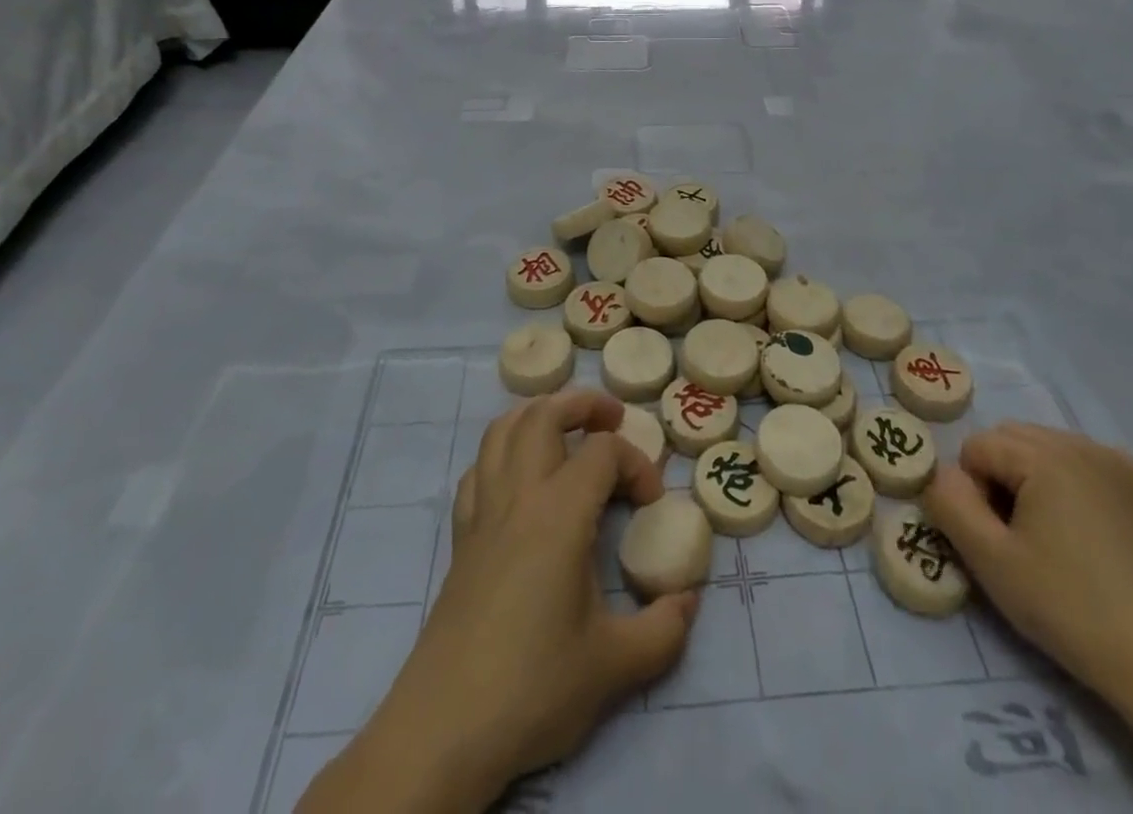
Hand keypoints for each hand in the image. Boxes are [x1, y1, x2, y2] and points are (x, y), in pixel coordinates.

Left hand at [301, 390, 697, 812]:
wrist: (444, 729)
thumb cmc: (533, 687)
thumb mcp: (615, 666)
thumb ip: (664, 629)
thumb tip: (688, 599)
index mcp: (559, 514)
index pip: (603, 452)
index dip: (637, 464)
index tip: (651, 505)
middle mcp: (518, 496)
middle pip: (544, 415)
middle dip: (583, 404)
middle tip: (612, 419)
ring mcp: (483, 513)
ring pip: (502, 430)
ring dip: (537, 415)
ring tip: (566, 429)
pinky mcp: (461, 537)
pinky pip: (478, 469)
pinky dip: (502, 452)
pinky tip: (519, 478)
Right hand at [922, 422, 1132, 710]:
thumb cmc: (1074, 610)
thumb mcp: (992, 562)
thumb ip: (950, 505)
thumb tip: (941, 474)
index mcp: (1046, 454)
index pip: (977, 447)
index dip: (973, 492)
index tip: (996, 541)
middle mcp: (1085, 445)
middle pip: (1014, 439)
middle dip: (1002, 478)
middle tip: (1019, 540)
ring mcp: (1126, 468)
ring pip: (1053, 452)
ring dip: (1037, 482)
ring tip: (1056, 543)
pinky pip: (1093, 471)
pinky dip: (1077, 492)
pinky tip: (1094, 545)